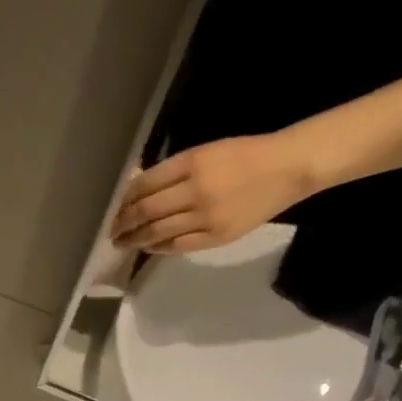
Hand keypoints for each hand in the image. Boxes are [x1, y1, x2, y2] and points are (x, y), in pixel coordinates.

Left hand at [110, 132, 316, 252]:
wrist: (289, 167)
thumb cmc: (246, 154)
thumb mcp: (208, 151)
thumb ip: (174, 171)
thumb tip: (138, 187)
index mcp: (193, 162)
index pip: (146, 184)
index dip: (125, 199)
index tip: (115, 208)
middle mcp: (196, 190)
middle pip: (147, 211)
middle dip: (124, 223)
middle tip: (112, 231)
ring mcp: (205, 216)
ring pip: (158, 232)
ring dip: (135, 239)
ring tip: (122, 243)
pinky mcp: (215, 237)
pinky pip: (177, 246)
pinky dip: (158, 248)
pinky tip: (148, 247)